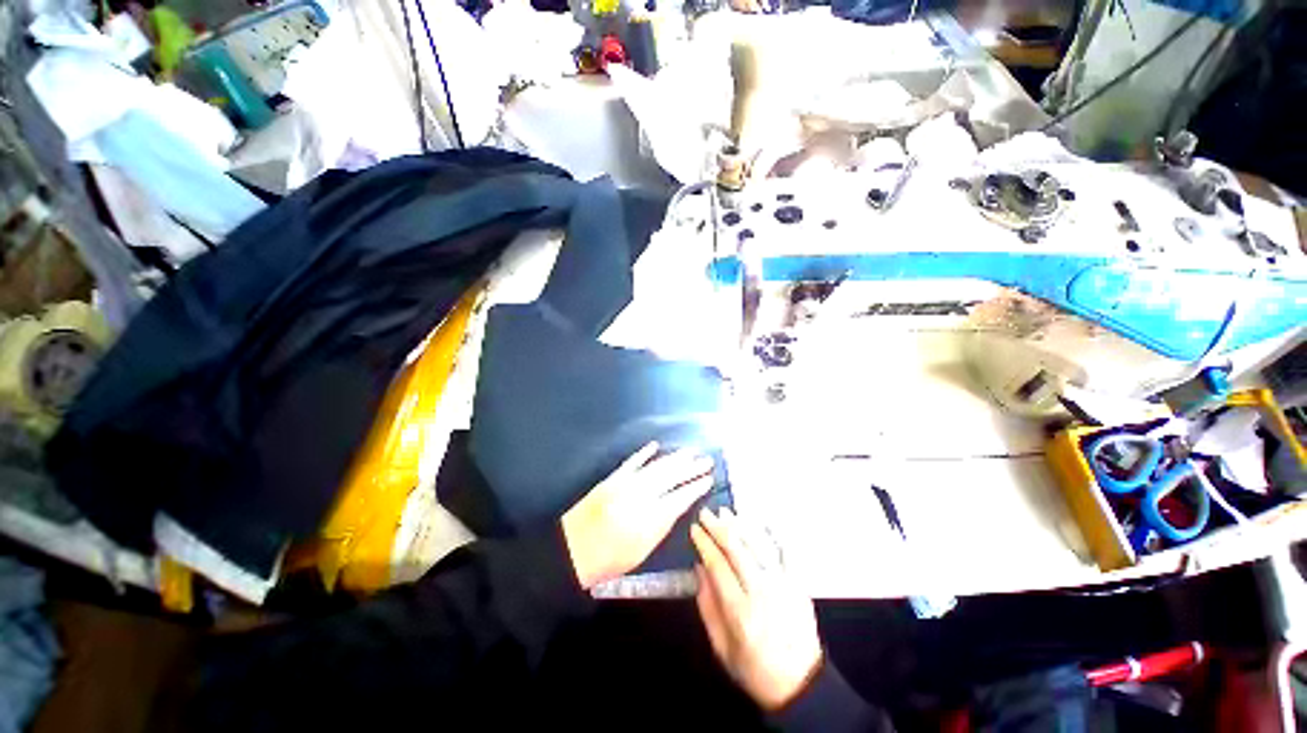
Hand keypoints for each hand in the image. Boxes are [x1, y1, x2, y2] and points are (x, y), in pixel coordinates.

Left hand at [561, 443, 714, 588]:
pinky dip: (644, 453)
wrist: (572, 550)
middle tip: (706, 459)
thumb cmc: (610, 559)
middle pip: (671, 477)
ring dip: (674, 458)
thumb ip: (662, 525)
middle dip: (691, 467)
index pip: (680, 498)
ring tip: (690, 451)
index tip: (709, 479)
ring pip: (655, 467)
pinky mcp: (612, 478)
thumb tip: (678, 504)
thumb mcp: (642, 550)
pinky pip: (631, 462)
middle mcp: (639, 497)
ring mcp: (624, 484)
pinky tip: (655, 445)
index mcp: (649, 519)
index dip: (696, 487)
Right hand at [692, 508, 822, 711]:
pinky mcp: (799, 584)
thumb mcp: (721, 648)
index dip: (704, 543)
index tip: (694, 529)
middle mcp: (762, 593)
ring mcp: (783, 585)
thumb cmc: (754, 669)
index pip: (718, 565)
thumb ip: (707, 607)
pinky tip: (759, 521)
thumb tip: (699, 569)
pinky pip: (784, 552)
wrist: (800, 685)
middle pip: (737, 550)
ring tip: (725, 512)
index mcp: (740, 612)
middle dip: (718, 527)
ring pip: (759, 545)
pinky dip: (771, 534)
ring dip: (740, 525)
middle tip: (706, 513)